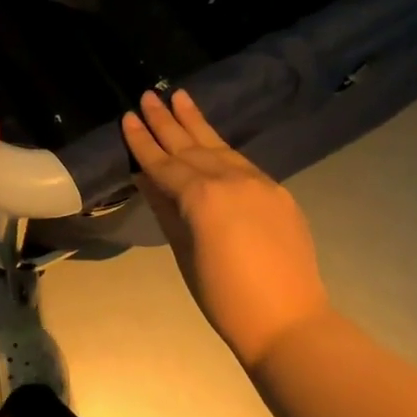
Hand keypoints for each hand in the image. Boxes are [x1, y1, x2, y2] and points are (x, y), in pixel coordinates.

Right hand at [122, 89, 329, 368]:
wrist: (288, 321)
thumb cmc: (223, 296)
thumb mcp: (183, 251)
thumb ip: (165, 208)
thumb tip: (147, 179)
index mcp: (201, 196)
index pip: (164, 163)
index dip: (142, 141)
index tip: (127, 117)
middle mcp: (229, 179)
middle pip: (190, 145)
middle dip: (166, 121)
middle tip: (149, 95)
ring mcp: (258, 183)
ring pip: (219, 146)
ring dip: (196, 122)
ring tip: (179, 96)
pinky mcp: (277, 192)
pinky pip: (241, 162)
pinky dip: (221, 147)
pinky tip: (210, 138)